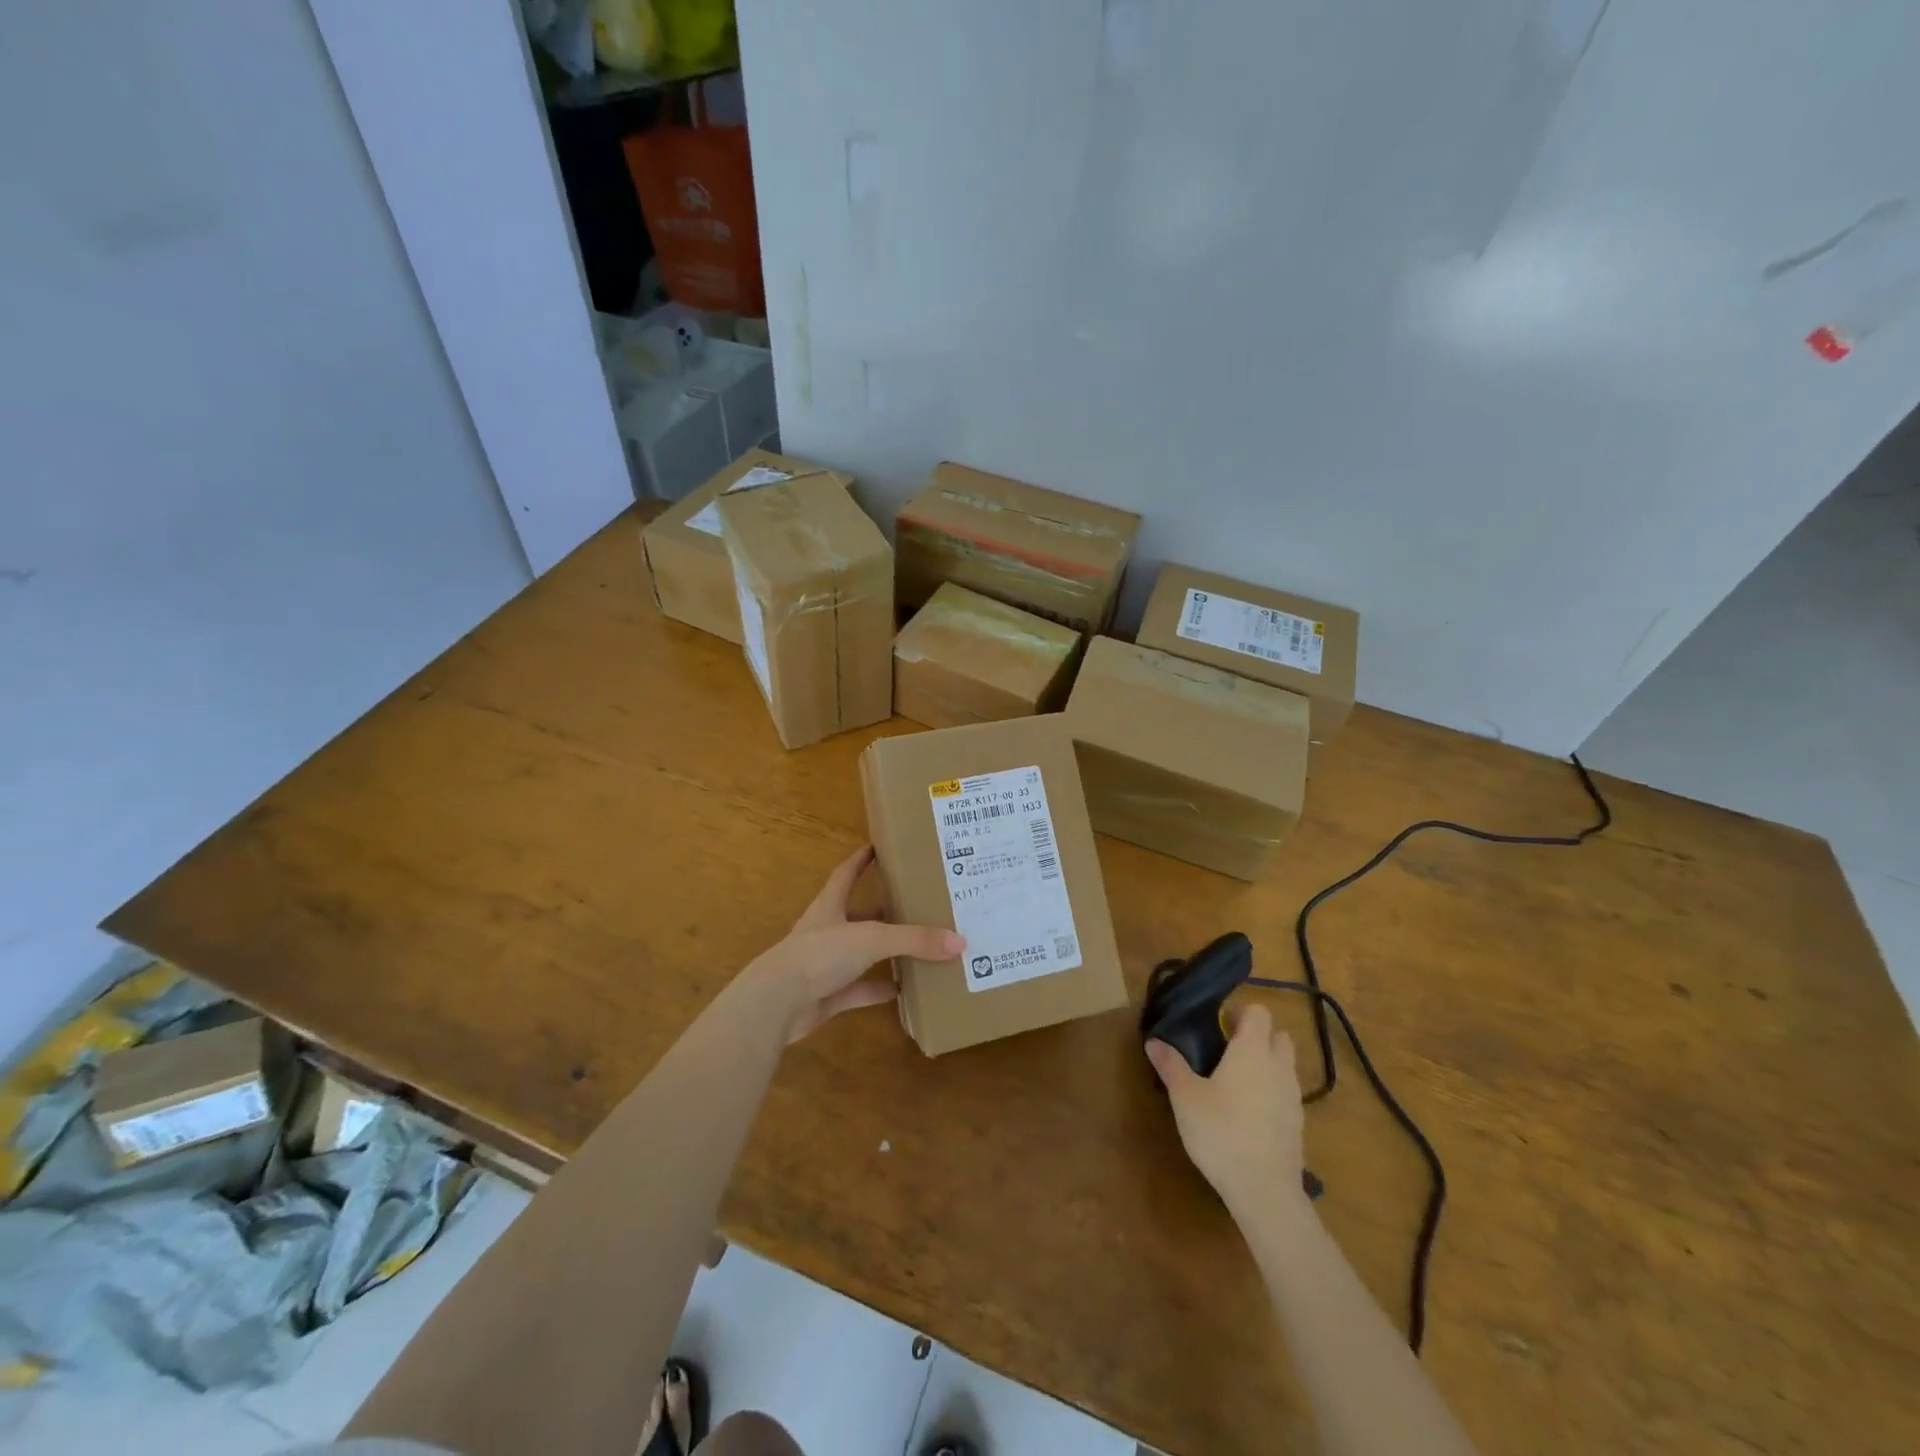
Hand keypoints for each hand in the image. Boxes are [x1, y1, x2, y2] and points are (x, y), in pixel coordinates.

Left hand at [747, 845, 962, 1041]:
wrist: (778, 1003)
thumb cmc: (820, 954)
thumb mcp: (872, 939)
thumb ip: (914, 940)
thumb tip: (959, 942)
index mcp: (830, 906)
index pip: (846, 873)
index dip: (861, 859)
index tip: (879, 846)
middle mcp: (827, 931)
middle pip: (858, 915)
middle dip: (883, 910)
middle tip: (916, 903)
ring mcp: (825, 965)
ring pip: (861, 954)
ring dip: (885, 952)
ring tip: (919, 947)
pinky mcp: (827, 995)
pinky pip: (860, 989)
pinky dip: (879, 989)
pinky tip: (904, 990)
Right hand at [1146, 1003, 1306, 1215]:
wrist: (1264, 1191)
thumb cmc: (1220, 1132)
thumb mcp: (1185, 1097)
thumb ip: (1171, 1065)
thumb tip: (1153, 1041)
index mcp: (1252, 1050)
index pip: (1259, 1012)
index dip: (1240, 1012)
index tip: (1218, 1026)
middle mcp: (1278, 1067)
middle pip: (1278, 1036)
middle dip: (1257, 1036)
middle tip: (1226, 1051)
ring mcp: (1293, 1097)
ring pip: (1284, 1066)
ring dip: (1266, 1065)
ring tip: (1234, 1083)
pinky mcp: (1297, 1125)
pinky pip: (1286, 1094)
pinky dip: (1271, 1093)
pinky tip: (1247, 1114)